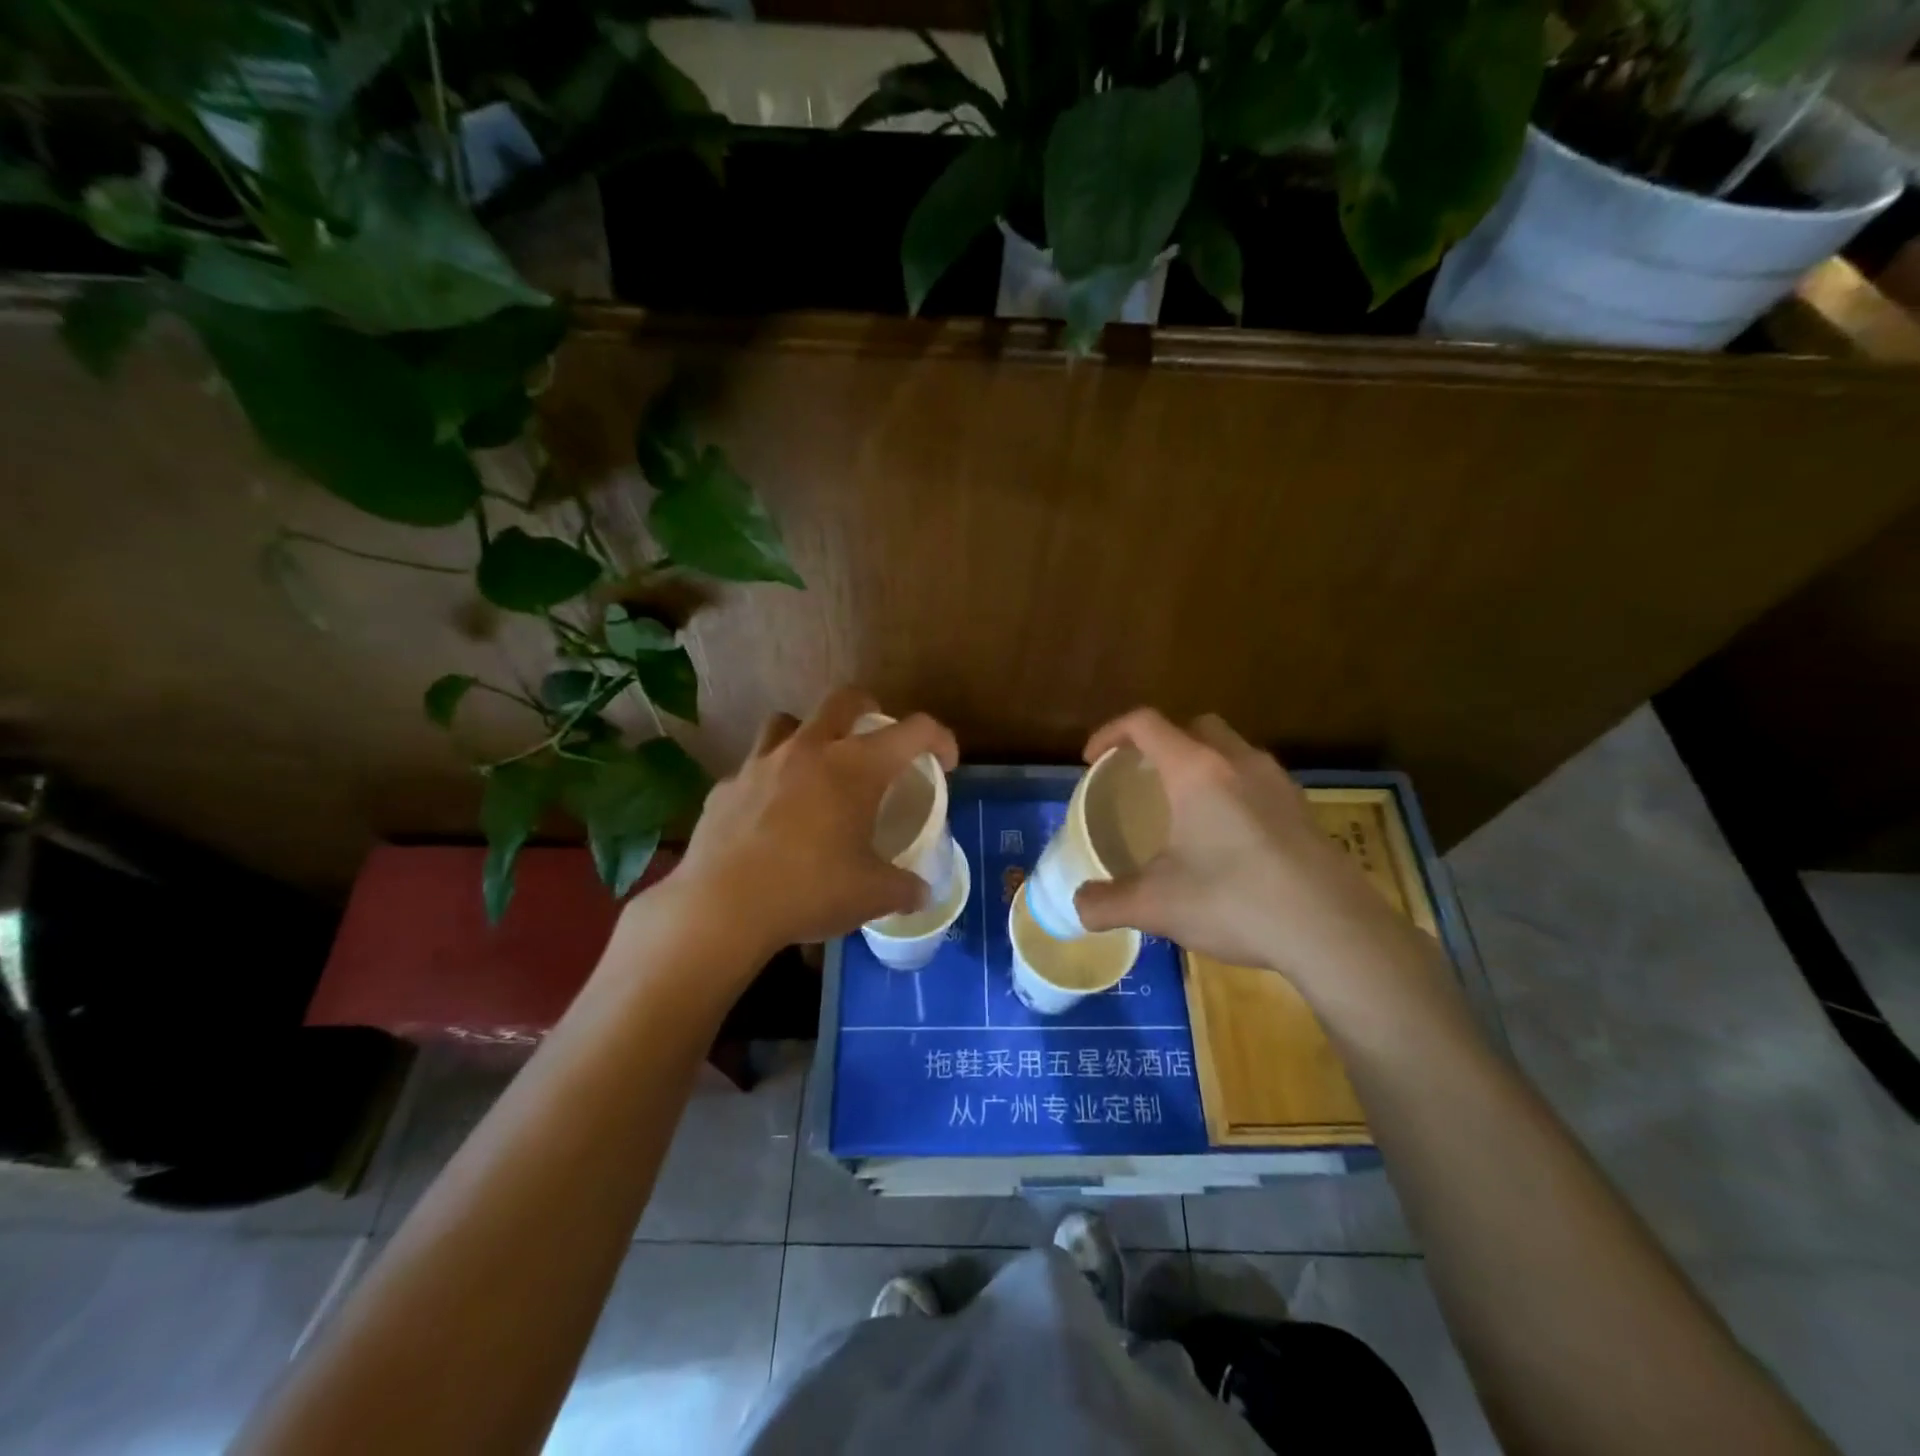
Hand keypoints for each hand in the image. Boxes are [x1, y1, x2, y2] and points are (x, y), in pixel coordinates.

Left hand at [669, 686, 959, 959]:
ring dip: (810, 733)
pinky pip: (754, 767)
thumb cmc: (810, 890)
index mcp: (856, 767)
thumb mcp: (872, 895)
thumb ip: (905, 889)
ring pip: (788, 721)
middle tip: (878, 740)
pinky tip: (771, 814)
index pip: (915, 731)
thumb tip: (922, 893)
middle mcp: (810, 750)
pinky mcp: (726, 786)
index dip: (940, 739)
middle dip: (870, 709)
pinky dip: (770, 779)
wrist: (722, 907)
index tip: (945, 762)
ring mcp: (762, 763)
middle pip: (845, 699)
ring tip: (817, 766)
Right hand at [1072, 709, 1420, 992]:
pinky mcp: (1304, 810)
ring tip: (1185, 808)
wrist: (1332, 930)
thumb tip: (1079, 907)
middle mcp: (1239, 762)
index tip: (1093, 761)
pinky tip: (1229, 839)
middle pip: (1195, 726)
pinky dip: (1233, 791)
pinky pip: (1258, 781)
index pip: (1145, 723)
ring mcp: (1279, 784)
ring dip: (1202, 764)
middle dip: (1162, 742)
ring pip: (1232, 751)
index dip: (1111, 733)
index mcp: (1196, 770)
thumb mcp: (1156, 906)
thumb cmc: (1234, 901)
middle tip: (1144, 778)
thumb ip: (1107, 903)